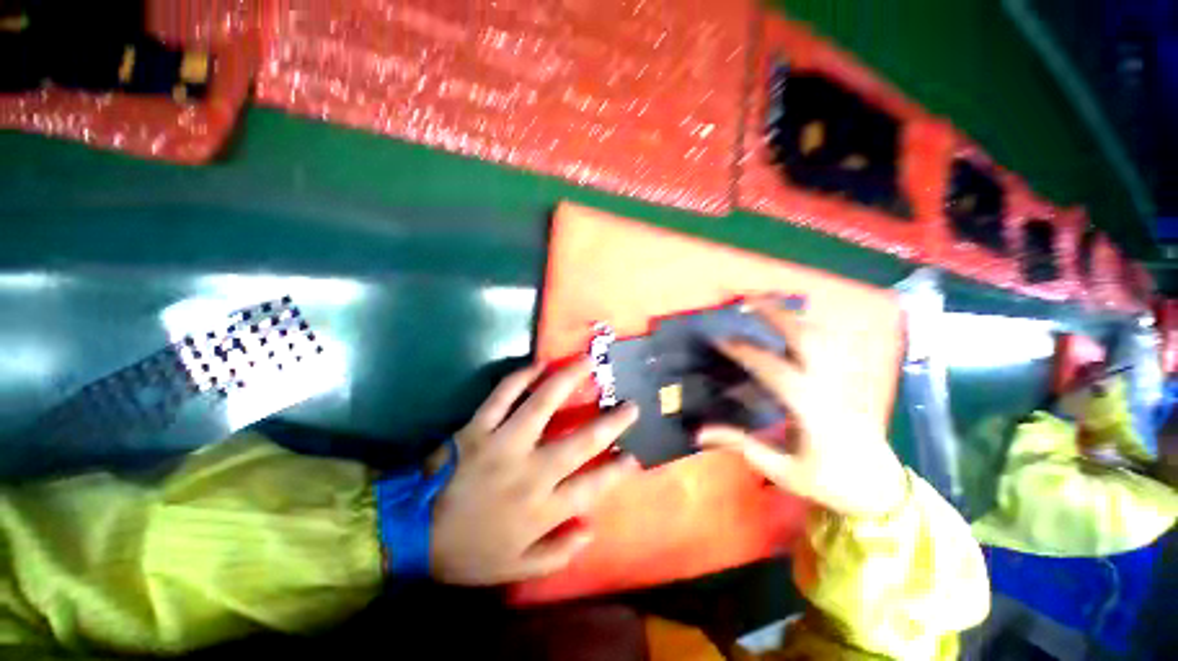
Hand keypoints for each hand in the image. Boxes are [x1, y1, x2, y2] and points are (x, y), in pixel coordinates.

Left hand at [429, 358, 639, 584]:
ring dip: (568, 381)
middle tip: (630, 405)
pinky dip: (520, 377)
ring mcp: (504, 443)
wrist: (412, 533)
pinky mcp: (478, 427)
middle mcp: (531, 471)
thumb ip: (557, 553)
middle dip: (611, 423)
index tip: (635, 457)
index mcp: (542, 507)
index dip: (617, 471)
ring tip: (587, 363)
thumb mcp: (516, 568)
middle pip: (580, 441)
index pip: (592, 486)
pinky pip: (502, 395)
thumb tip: (592, 529)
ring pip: (543, 404)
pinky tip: (538, 364)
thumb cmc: (469, 551)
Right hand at [697, 301, 907, 518]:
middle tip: (747, 301)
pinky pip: (834, 343)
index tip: (720, 340)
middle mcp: (830, 386)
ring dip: (793, 315)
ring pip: (823, 336)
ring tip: (768, 305)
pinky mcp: (852, 379)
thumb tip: (698, 433)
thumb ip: (740, 444)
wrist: (883, 490)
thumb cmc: (830, 482)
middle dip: (776, 314)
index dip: (744, 351)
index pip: (773, 369)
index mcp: (811, 409)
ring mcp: (846, 379)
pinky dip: (814, 326)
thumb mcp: (782, 469)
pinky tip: (798, 323)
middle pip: (806, 338)